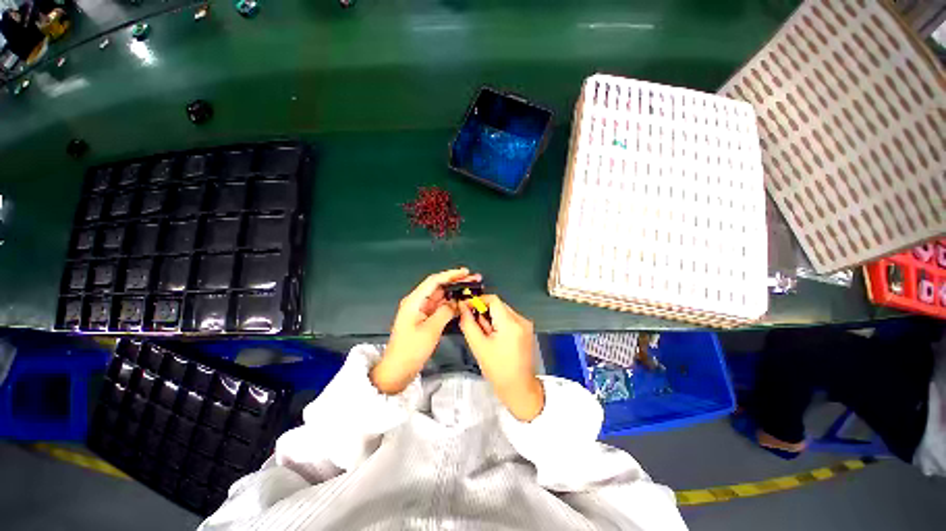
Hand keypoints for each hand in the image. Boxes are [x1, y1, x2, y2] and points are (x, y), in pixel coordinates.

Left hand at [370, 268, 478, 394]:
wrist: (398, 370)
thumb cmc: (411, 350)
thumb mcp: (430, 330)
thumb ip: (444, 312)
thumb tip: (455, 302)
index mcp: (414, 301)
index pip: (434, 281)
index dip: (451, 275)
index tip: (466, 272)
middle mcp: (418, 302)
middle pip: (439, 287)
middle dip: (456, 282)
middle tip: (474, 279)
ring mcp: (422, 310)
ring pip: (441, 296)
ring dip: (455, 292)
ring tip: (471, 289)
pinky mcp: (425, 319)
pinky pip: (440, 307)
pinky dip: (451, 304)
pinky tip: (462, 303)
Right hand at [458, 295, 543, 420]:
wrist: (519, 388)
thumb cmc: (497, 369)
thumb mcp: (478, 346)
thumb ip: (468, 323)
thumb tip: (462, 307)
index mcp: (510, 323)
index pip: (493, 299)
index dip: (478, 300)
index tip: (466, 307)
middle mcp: (521, 320)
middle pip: (498, 305)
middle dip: (484, 311)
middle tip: (474, 325)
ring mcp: (526, 324)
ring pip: (503, 311)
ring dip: (491, 318)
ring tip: (485, 335)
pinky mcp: (526, 330)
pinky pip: (509, 319)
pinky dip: (499, 323)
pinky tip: (495, 338)